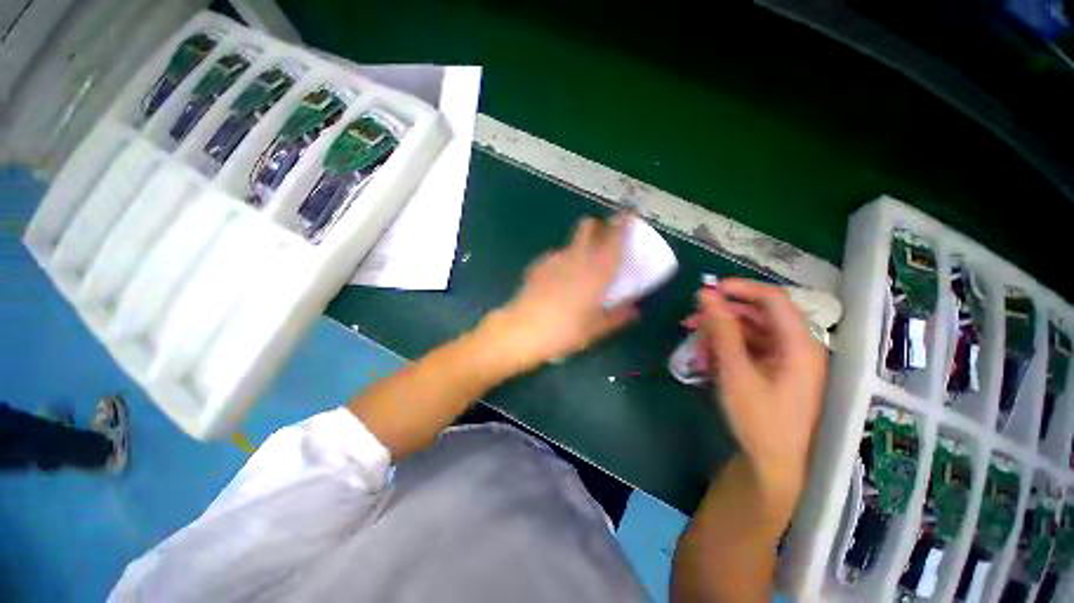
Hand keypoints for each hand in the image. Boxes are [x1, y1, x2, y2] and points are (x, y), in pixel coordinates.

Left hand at [487, 214, 638, 370]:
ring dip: (580, 245)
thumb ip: (617, 316)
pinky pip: (556, 256)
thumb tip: (634, 310)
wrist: (522, 330)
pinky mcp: (538, 265)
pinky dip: (563, 260)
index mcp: (597, 271)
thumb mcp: (595, 329)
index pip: (614, 238)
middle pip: (588, 226)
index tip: (628, 216)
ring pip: (571, 240)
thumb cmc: (564, 331)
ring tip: (581, 267)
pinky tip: (559, 279)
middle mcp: (577, 258)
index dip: (622, 223)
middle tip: (604, 240)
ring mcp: (555, 259)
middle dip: (598, 226)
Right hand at [695, 278, 826, 501]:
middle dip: (721, 316)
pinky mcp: (776, 370)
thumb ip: (721, 330)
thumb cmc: (760, 421)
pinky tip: (707, 360)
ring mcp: (786, 359)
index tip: (706, 291)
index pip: (772, 299)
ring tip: (694, 347)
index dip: (739, 288)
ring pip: (749, 332)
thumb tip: (706, 294)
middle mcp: (797, 346)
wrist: (775, 466)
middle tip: (689, 322)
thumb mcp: (736, 372)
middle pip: (757, 315)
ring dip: (719, 335)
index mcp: (798, 344)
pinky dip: (726, 350)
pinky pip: (749, 349)